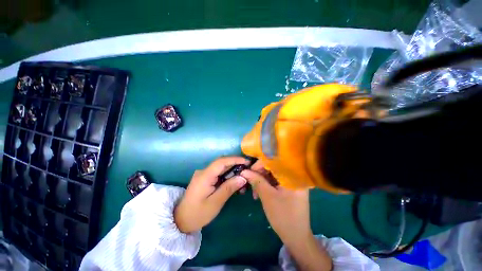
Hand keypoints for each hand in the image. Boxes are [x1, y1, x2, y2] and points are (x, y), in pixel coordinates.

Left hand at [174, 157, 248, 232]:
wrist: (181, 221)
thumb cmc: (197, 214)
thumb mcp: (215, 203)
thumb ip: (229, 188)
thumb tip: (243, 177)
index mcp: (205, 176)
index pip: (221, 161)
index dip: (235, 159)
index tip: (247, 162)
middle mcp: (204, 172)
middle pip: (222, 163)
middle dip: (236, 165)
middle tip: (248, 171)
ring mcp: (204, 174)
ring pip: (222, 168)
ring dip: (233, 171)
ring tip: (243, 180)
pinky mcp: (206, 179)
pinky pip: (219, 174)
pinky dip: (228, 176)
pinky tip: (234, 183)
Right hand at [241, 162, 310, 243]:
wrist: (297, 236)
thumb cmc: (283, 216)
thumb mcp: (267, 196)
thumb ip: (256, 181)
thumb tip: (244, 171)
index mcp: (293, 175)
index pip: (274, 161)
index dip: (259, 164)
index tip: (248, 171)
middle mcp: (295, 175)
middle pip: (273, 167)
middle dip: (260, 174)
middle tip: (250, 182)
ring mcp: (293, 181)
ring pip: (273, 174)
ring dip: (262, 180)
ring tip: (255, 191)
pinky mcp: (290, 186)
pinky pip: (276, 180)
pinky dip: (267, 184)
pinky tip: (261, 191)